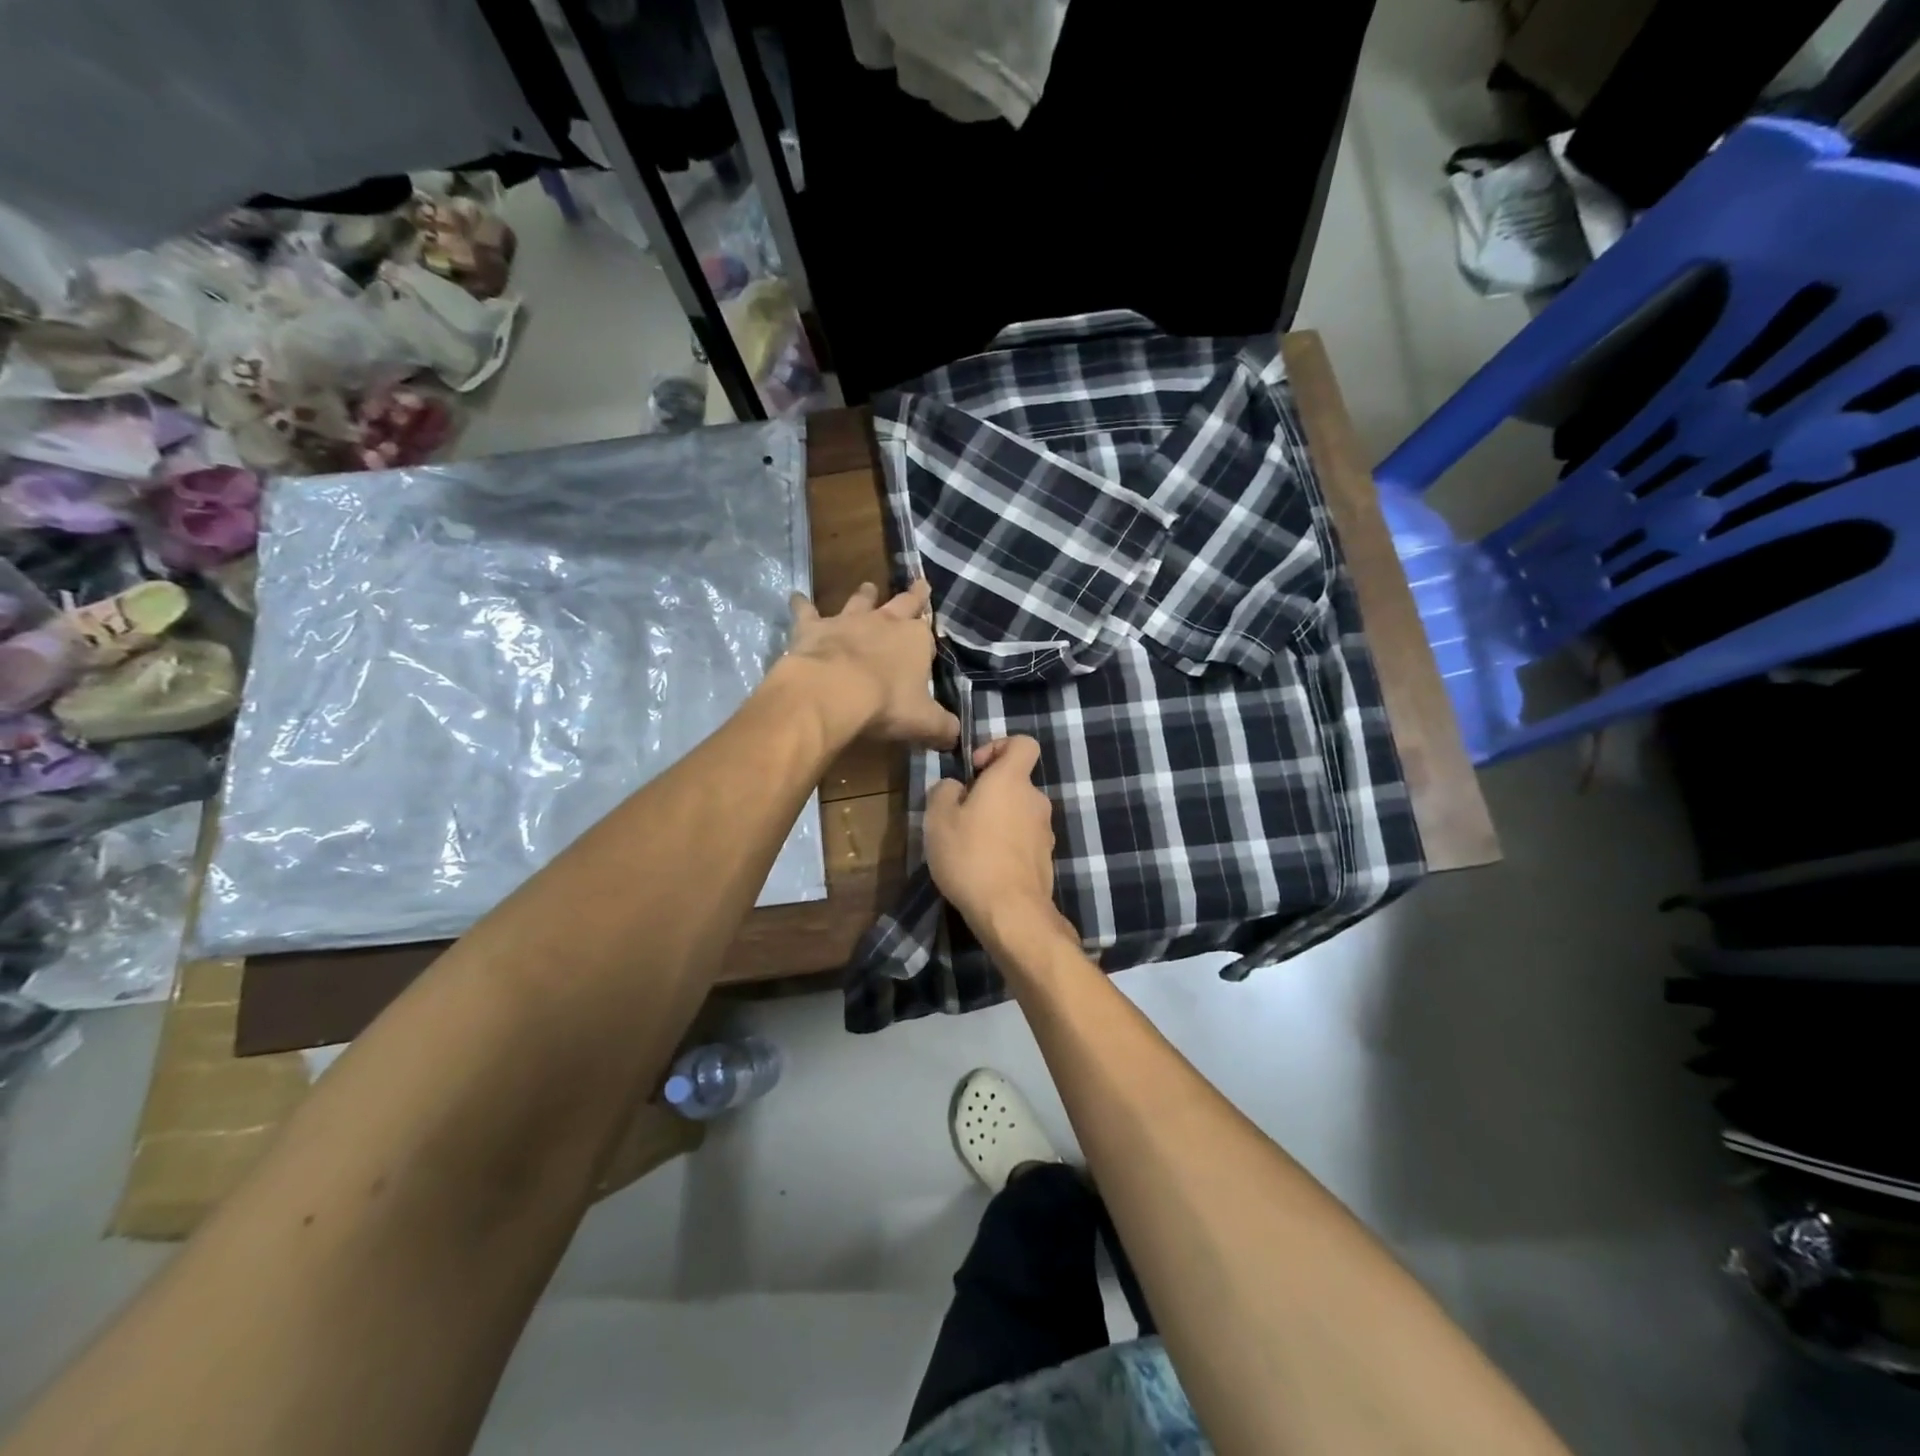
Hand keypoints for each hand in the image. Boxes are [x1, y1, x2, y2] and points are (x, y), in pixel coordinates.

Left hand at [781, 579, 959, 748]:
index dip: (929, 641)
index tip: (930, 641)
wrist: (833, 692)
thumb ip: (942, 727)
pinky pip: (807, 611)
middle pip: (903, 604)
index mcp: (916, 640)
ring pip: (860, 601)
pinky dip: (801, 604)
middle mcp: (885, 622)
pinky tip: (795, 597)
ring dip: (865, 595)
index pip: (928, 637)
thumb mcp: (924, 722)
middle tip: (920, 585)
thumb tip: (956, 735)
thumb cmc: (886, 704)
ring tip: (867, 586)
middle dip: (913, 596)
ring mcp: (848, 621)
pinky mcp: (814, 627)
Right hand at [925, 736, 1065, 946]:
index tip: (975, 770)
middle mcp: (1035, 799)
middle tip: (961, 815)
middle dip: (990, 793)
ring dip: (997, 821)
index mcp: (1011, 780)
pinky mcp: (1045, 859)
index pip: (1023, 743)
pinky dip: (1007, 845)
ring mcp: (1045, 831)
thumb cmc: (970, 856)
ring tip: (970, 846)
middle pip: (1015, 782)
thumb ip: (944, 791)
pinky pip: (1023, 840)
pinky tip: (985, 867)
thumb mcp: (938, 819)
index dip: (998, 747)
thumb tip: (956, 787)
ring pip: (1018, 813)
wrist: (1010, 912)